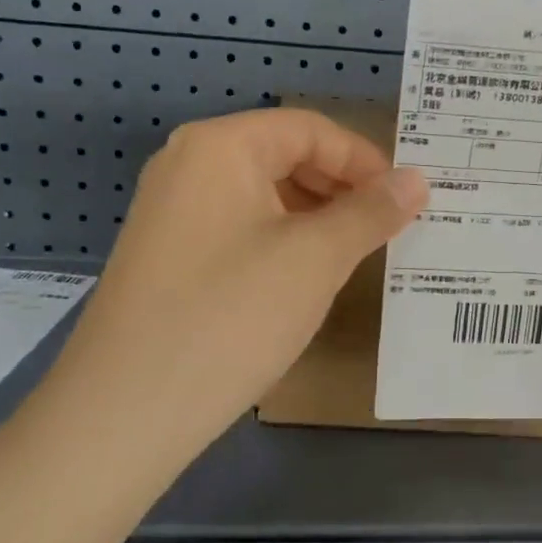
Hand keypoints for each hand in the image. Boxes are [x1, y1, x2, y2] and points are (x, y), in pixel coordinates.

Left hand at [51, 108, 426, 456]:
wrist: (124, 413)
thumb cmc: (230, 316)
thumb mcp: (314, 259)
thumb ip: (370, 212)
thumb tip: (418, 180)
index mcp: (220, 146)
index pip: (310, 130)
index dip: (365, 161)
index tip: (407, 202)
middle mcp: (188, 165)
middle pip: (283, 156)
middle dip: (341, 189)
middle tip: (388, 229)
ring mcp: (171, 212)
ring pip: (262, 196)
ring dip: (315, 218)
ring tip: (355, 255)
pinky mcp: (167, 256)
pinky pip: (239, 229)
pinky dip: (281, 242)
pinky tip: (304, 279)